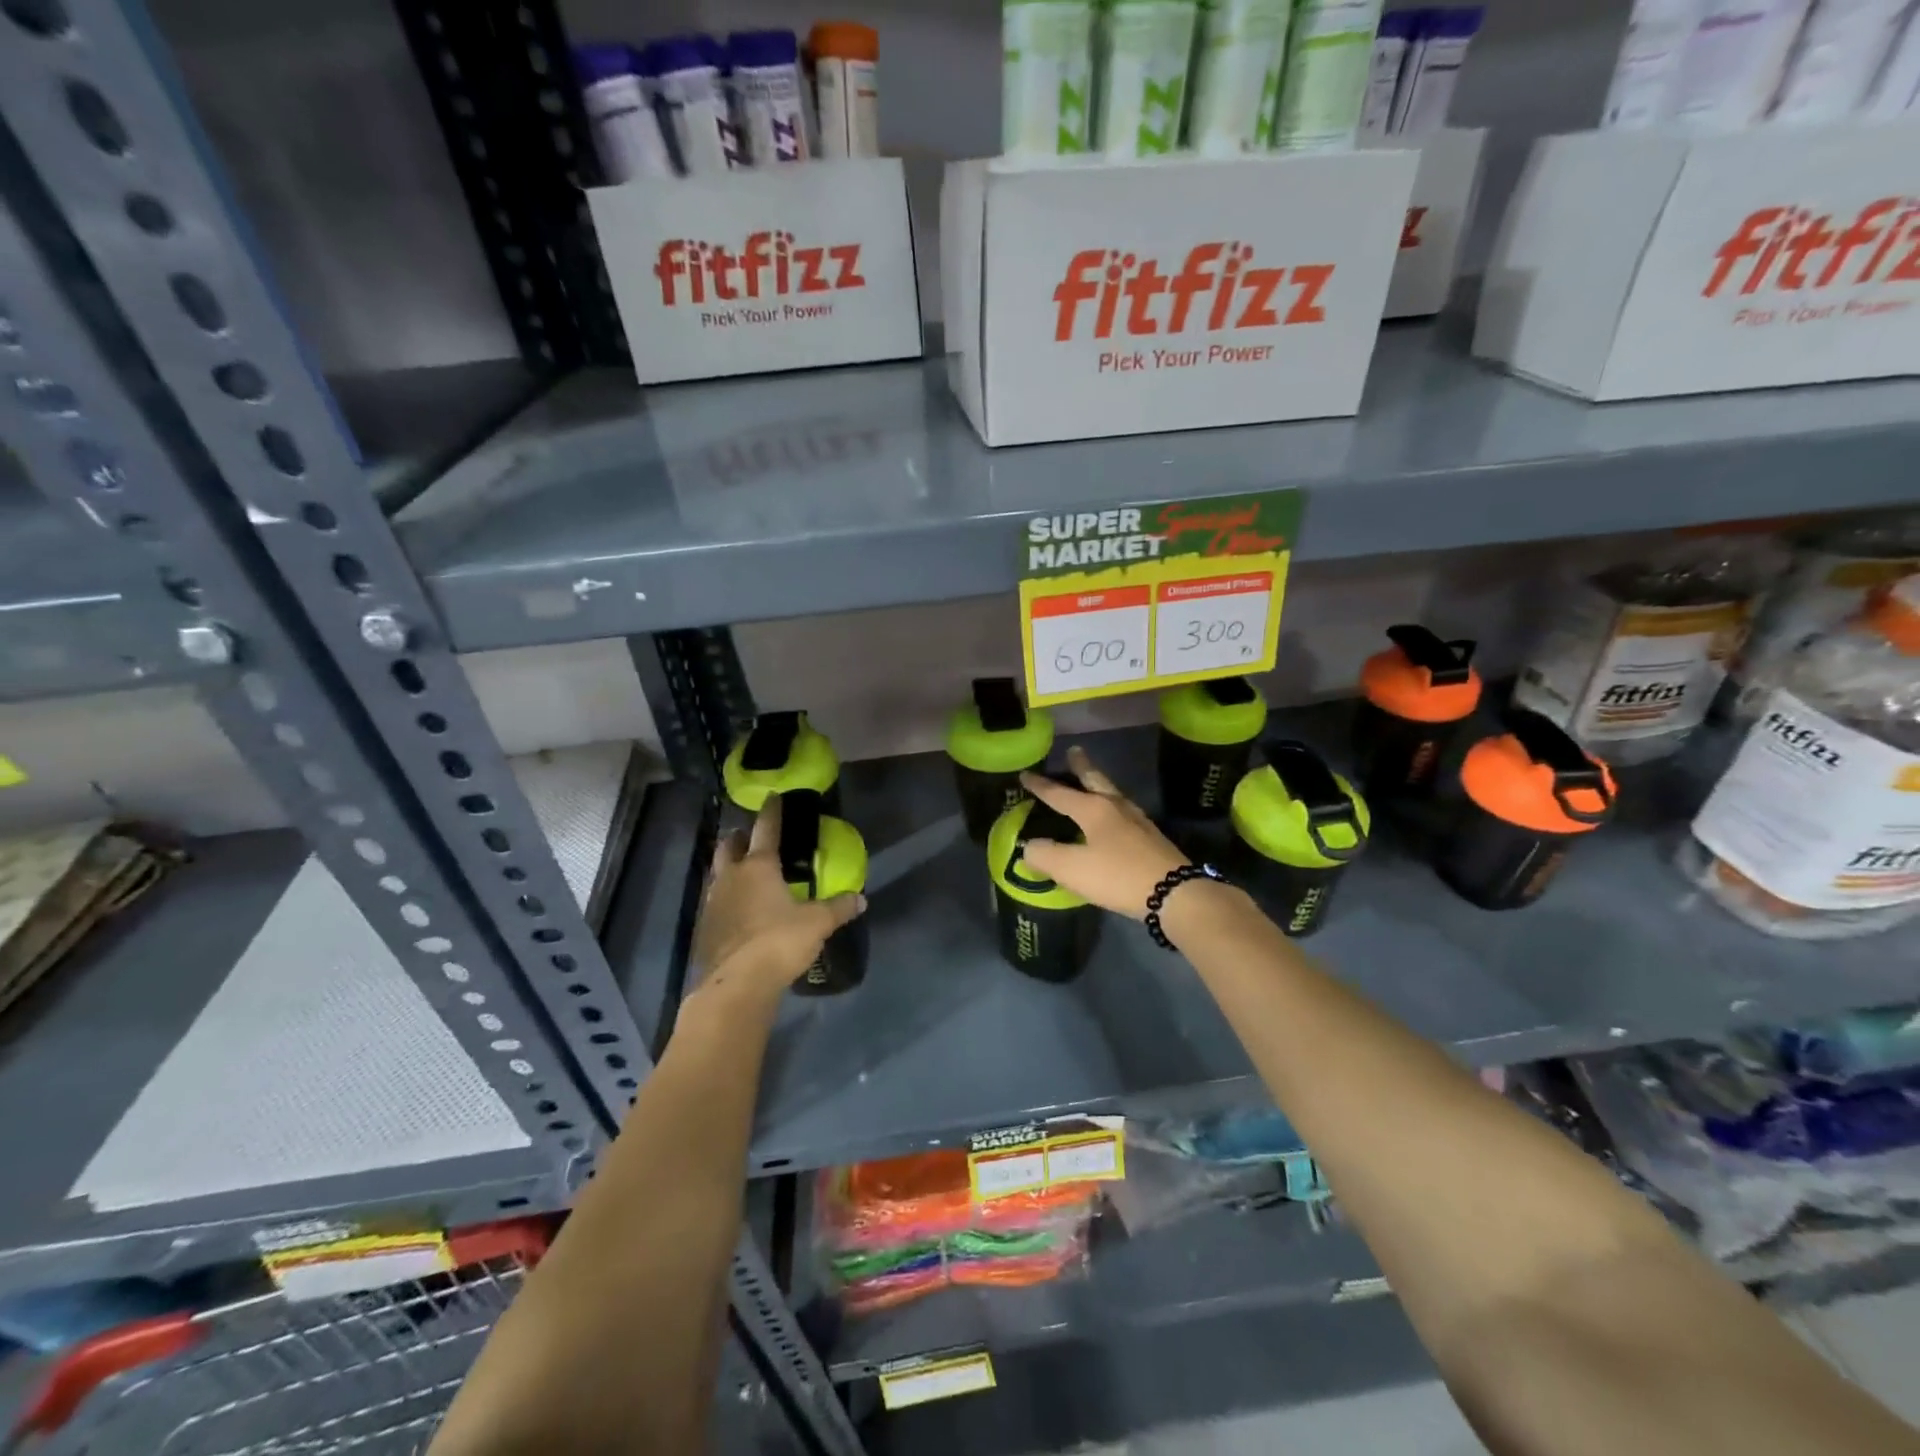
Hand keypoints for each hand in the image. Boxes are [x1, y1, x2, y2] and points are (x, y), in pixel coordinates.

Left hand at [688, 796, 865, 1005]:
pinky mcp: (704, 927)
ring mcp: (712, 902)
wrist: (737, 984)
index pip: (766, 828)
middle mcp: (731, 876)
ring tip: (745, 873)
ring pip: (718, 872)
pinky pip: (715, 902)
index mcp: (759, 866)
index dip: (771, 811)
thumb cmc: (779, 941)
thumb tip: (861, 899)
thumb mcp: (817, 923)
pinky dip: (726, 898)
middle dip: (740, 837)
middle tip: (753, 838)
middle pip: (730, 845)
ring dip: (729, 867)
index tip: (773, 797)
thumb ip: (839, 907)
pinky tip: (738, 910)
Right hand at [1018, 746, 1187, 918]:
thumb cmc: (1117, 876)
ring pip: (1112, 794)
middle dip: (1081, 766)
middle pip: (1095, 780)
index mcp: (1093, 809)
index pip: (1059, 793)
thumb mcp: (1071, 869)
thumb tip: (1029, 846)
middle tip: (1074, 751)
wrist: (1174, 893)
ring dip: (1098, 784)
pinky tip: (1112, 818)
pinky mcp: (1151, 837)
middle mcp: (1115, 806)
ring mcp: (1137, 820)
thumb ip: (1044, 855)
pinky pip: (1123, 813)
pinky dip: (1110, 807)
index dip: (1040, 785)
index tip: (1026, 774)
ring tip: (1091, 781)